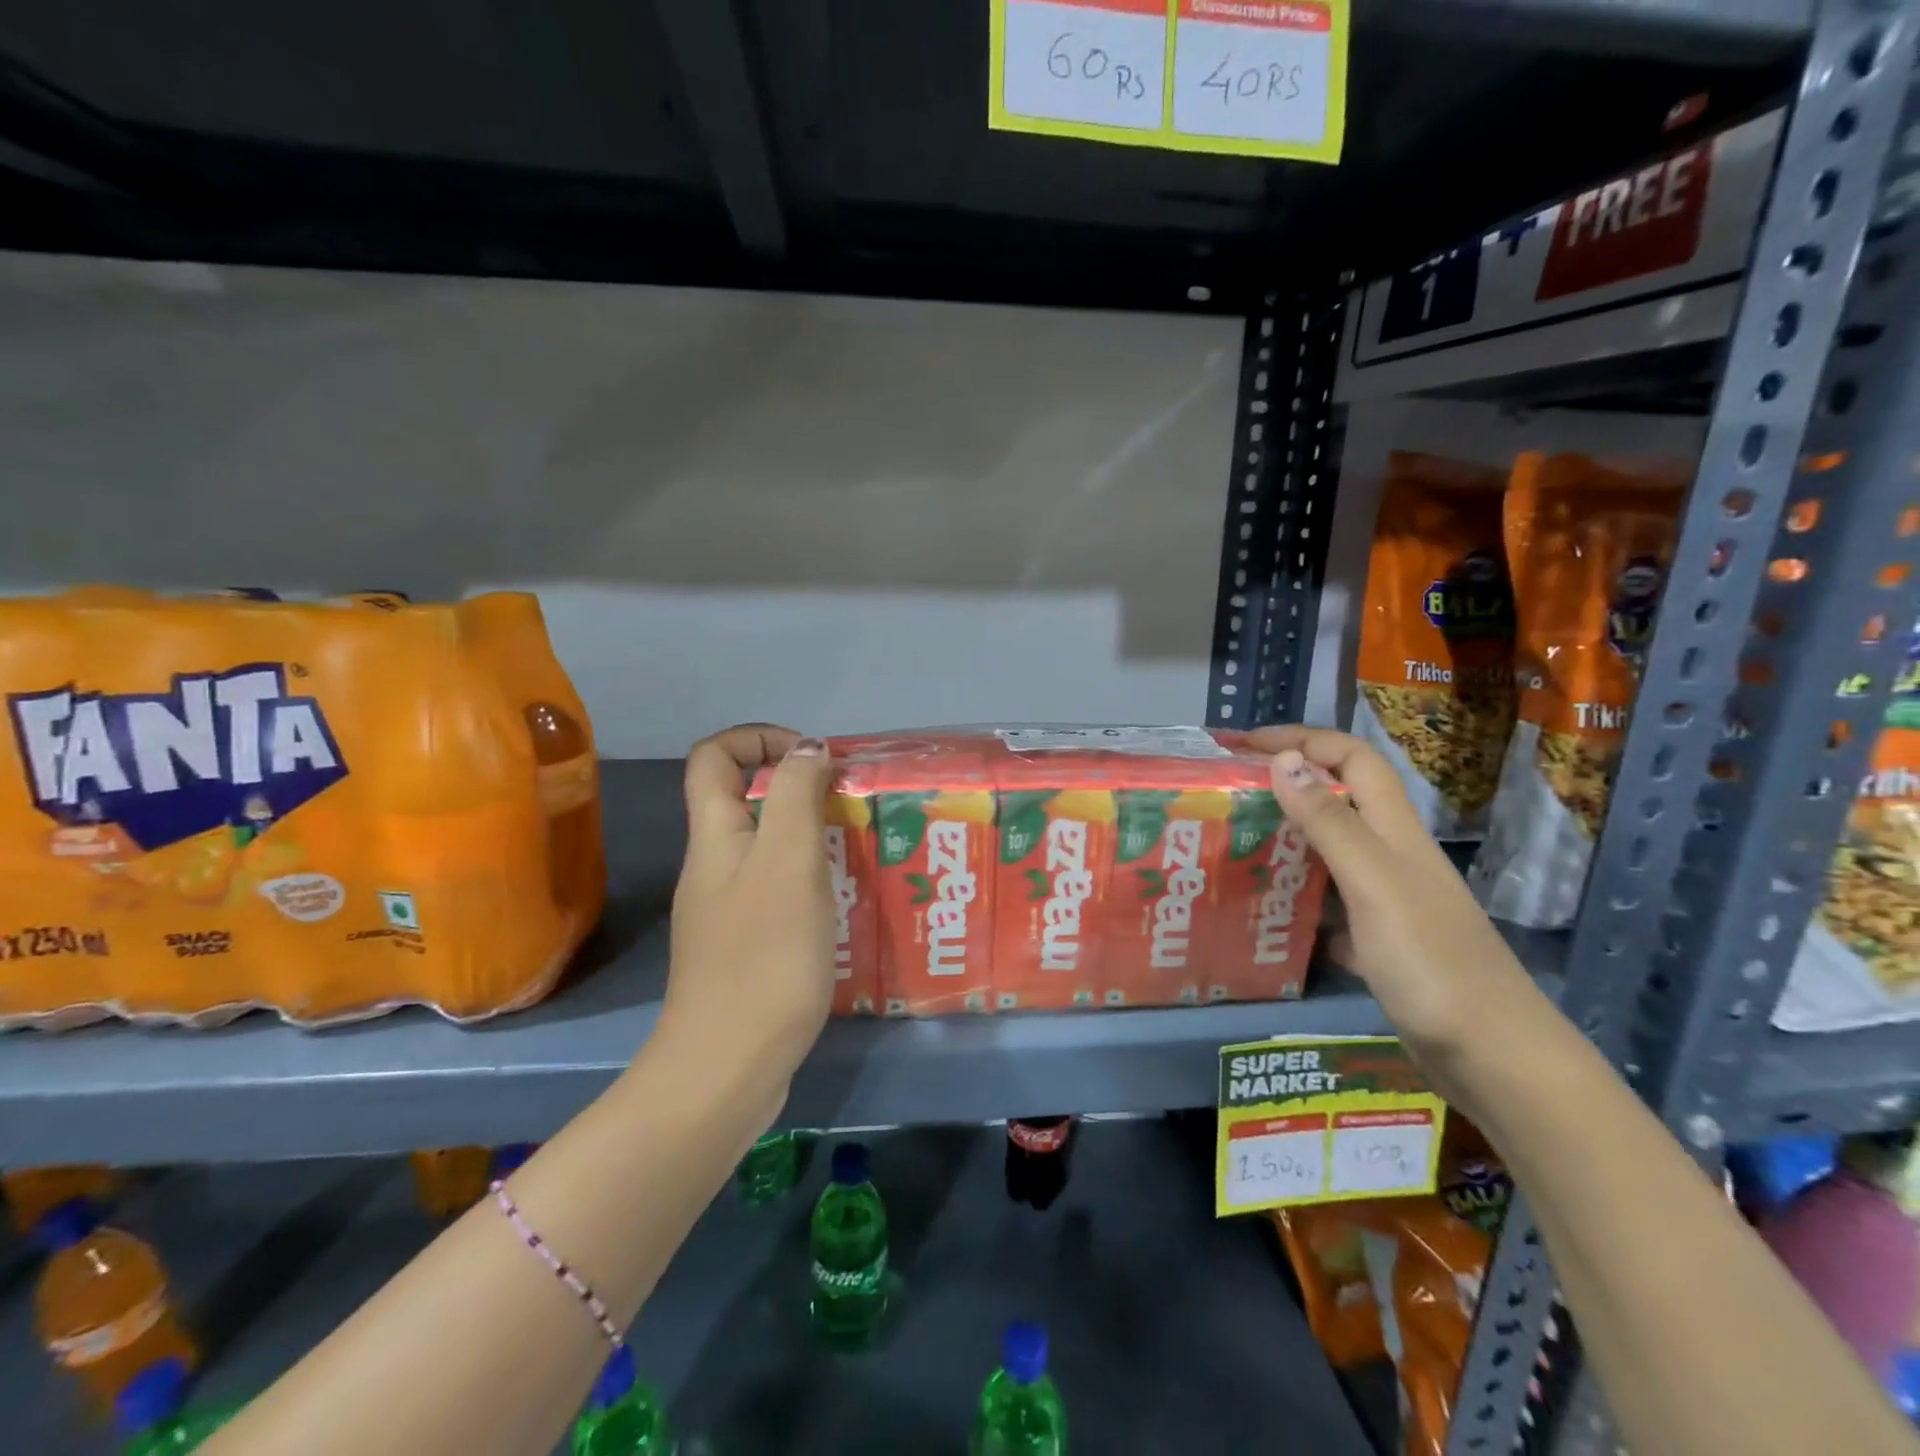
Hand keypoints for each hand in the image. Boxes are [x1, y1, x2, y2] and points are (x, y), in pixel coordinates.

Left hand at [660, 724, 836, 1114]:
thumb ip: (797, 796)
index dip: (760, 739)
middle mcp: (714, 866)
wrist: (727, 1068)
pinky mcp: (746, 946)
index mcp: (715, 836)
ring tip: (861, 850)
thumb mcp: (789, 861)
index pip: (715, 756)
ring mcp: (727, 909)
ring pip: (766, 847)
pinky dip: (811, 880)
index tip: (814, 758)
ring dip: (812, 836)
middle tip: (852, 806)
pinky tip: (847, 903)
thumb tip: (809, 749)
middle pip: (745, 799)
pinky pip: (777, 890)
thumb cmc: (764, 956)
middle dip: (799, 788)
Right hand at [1246, 726, 1548, 1099]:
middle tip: (1227, 798)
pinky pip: (1327, 906)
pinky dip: (1296, 902)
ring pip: (1329, 854)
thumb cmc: (1432, 962)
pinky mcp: (1380, 943)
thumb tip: (1284, 759)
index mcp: (1395, 832)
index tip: (1244, 743)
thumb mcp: (1373, 883)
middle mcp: (1392, 857)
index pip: (1352, 759)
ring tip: (1232, 849)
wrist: (1494, 1058)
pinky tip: (1265, 916)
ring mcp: (1387, 902)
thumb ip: (1330, 822)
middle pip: (1337, 801)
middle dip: (1285, 786)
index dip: (1302, 739)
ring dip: (1285, 842)